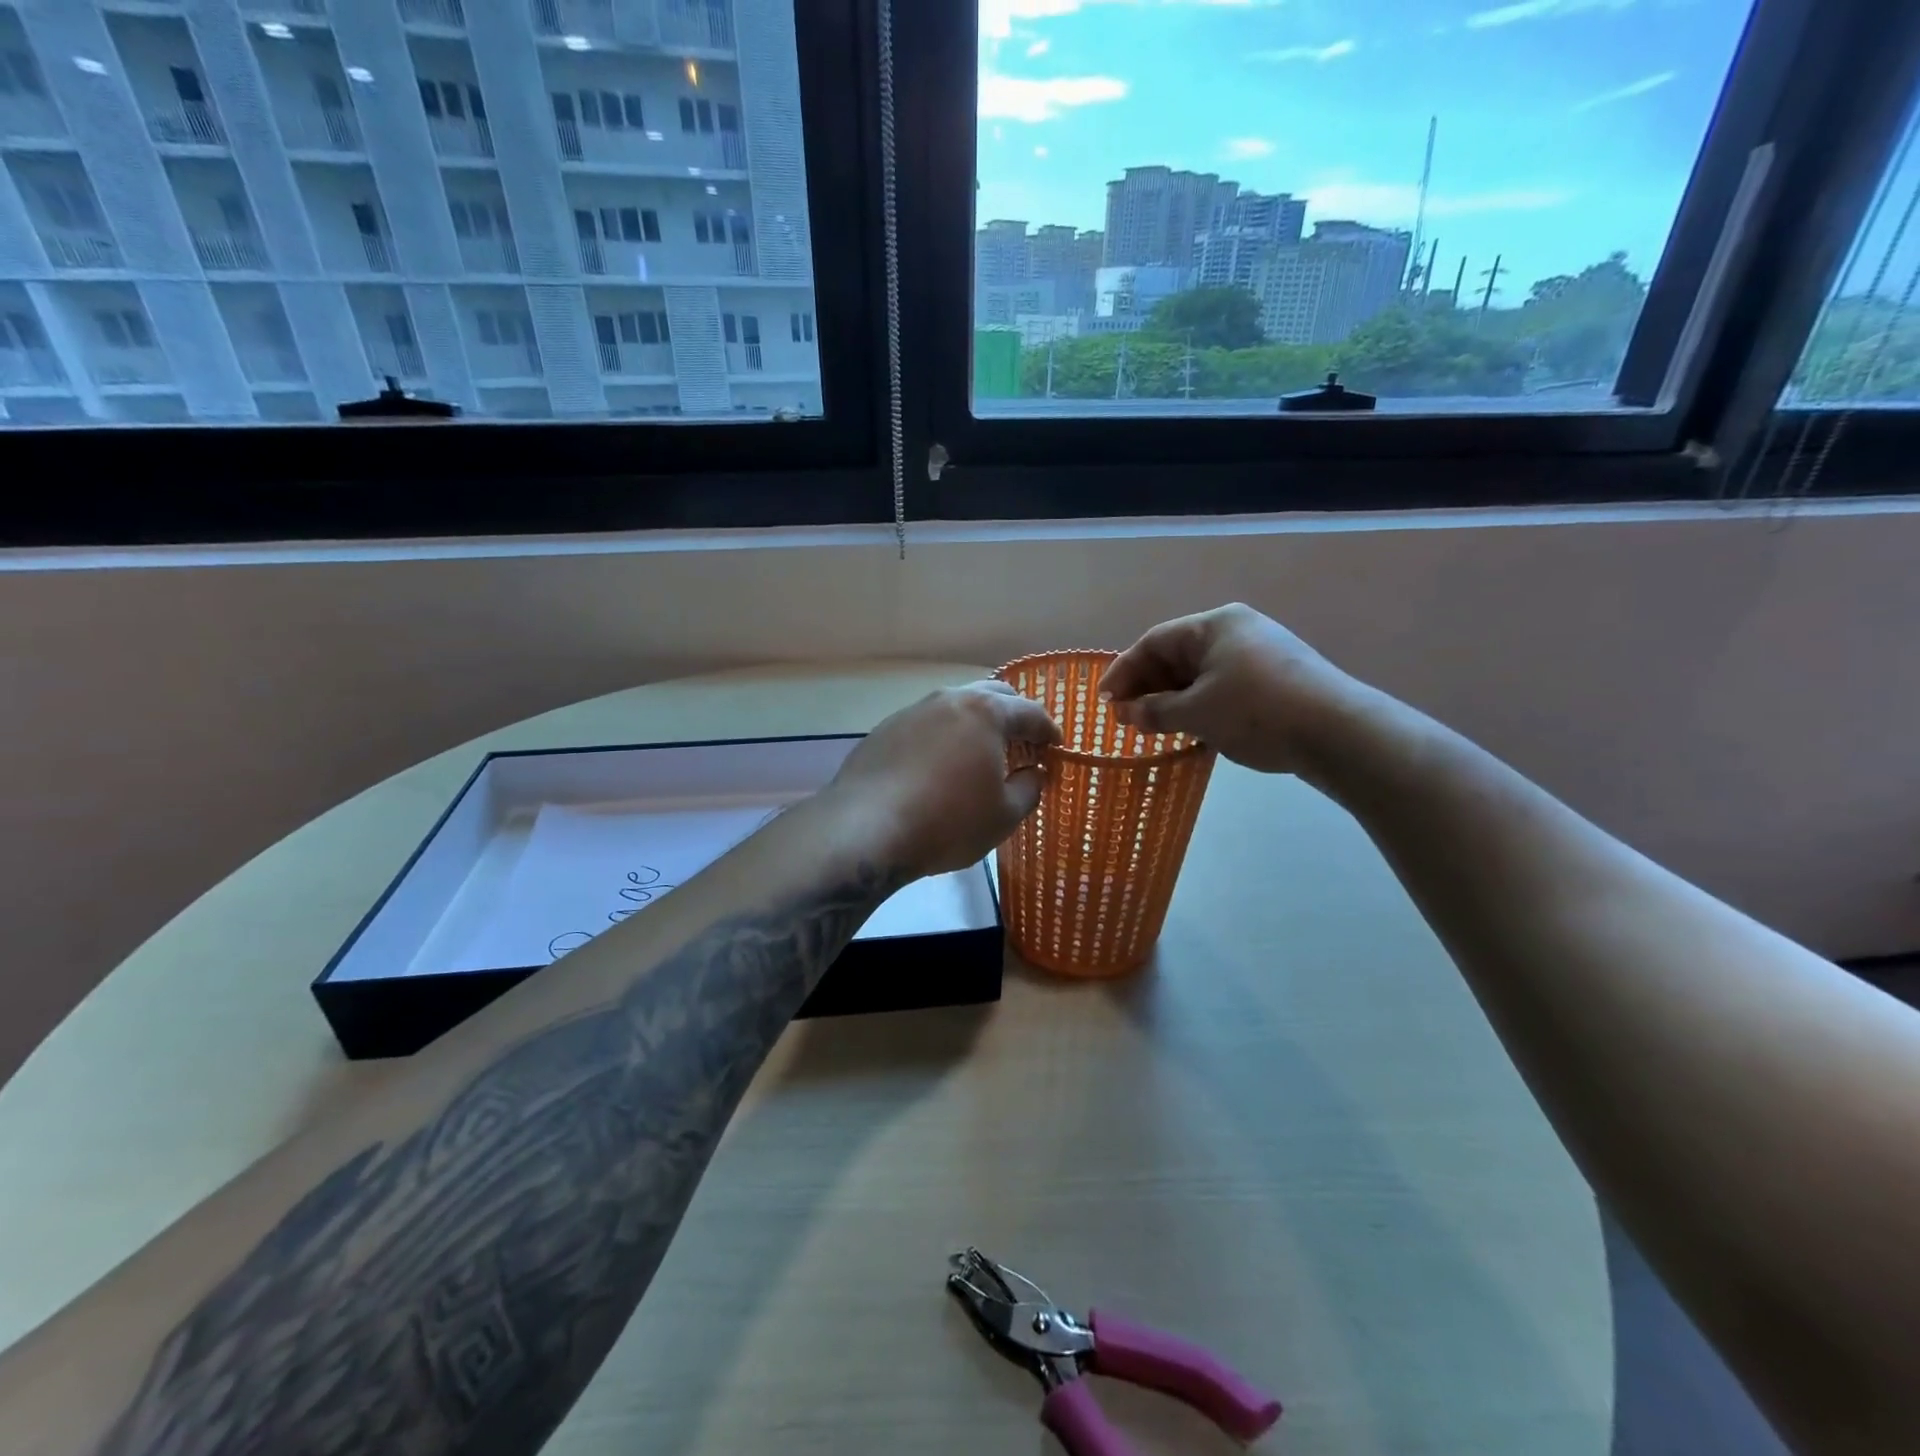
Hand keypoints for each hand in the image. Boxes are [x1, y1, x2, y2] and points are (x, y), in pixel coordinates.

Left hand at [827, 682, 1061, 878]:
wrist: (866, 829)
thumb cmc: (948, 821)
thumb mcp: (1004, 815)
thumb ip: (1029, 788)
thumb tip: (1033, 773)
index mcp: (985, 712)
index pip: (1029, 712)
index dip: (1048, 731)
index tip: (1056, 748)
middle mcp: (948, 700)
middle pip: (992, 695)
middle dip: (1013, 716)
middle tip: (1023, 744)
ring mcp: (911, 712)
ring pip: (955, 707)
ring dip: (975, 724)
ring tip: (981, 754)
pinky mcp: (884, 731)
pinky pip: (926, 726)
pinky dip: (943, 738)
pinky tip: (939, 766)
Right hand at [1099, 604, 1363, 775]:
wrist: (1337, 732)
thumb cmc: (1256, 711)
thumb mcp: (1197, 712)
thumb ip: (1155, 711)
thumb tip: (1126, 713)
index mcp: (1214, 624)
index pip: (1154, 642)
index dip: (1124, 671)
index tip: (1105, 700)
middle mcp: (1236, 629)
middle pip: (1177, 655)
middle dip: (1148, 686)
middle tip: (1125, 717)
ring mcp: (1260, 652)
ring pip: (1200, 672)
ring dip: (1173, 698)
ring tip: (1153, 725)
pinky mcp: (1276, 677)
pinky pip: (1223, 685)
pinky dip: (1200, 703)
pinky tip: (1191, 727)